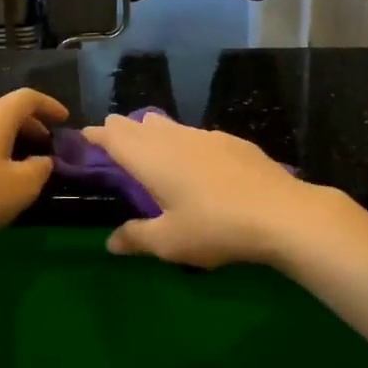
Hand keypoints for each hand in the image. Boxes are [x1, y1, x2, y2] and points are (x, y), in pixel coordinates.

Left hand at [0, 88, 68, 255]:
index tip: (65, 120)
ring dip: (9, 138)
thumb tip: (42, 160)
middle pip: (6, 110)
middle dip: (31, 125)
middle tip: (47, 146)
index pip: (29, 98)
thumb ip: (41, 168)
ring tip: (23, 162)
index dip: (50, 106)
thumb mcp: (23, 187)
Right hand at [80, 111, 329, 268]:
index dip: (97, 135)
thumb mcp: (170, 242)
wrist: (281, 213)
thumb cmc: (215, 227)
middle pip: (139, 125)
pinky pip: (196, 134)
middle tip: (111, 134)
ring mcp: (206, 136)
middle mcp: (174, 139)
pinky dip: (183, 139)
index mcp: (151, 159)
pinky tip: (195, 157)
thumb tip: (110, 242)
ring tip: (148, 138)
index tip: (85, 135)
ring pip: (169, 125)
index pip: (114, 137)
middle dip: (122, 128)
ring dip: (152, 130)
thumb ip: (137, 238)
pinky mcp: (232, 142)